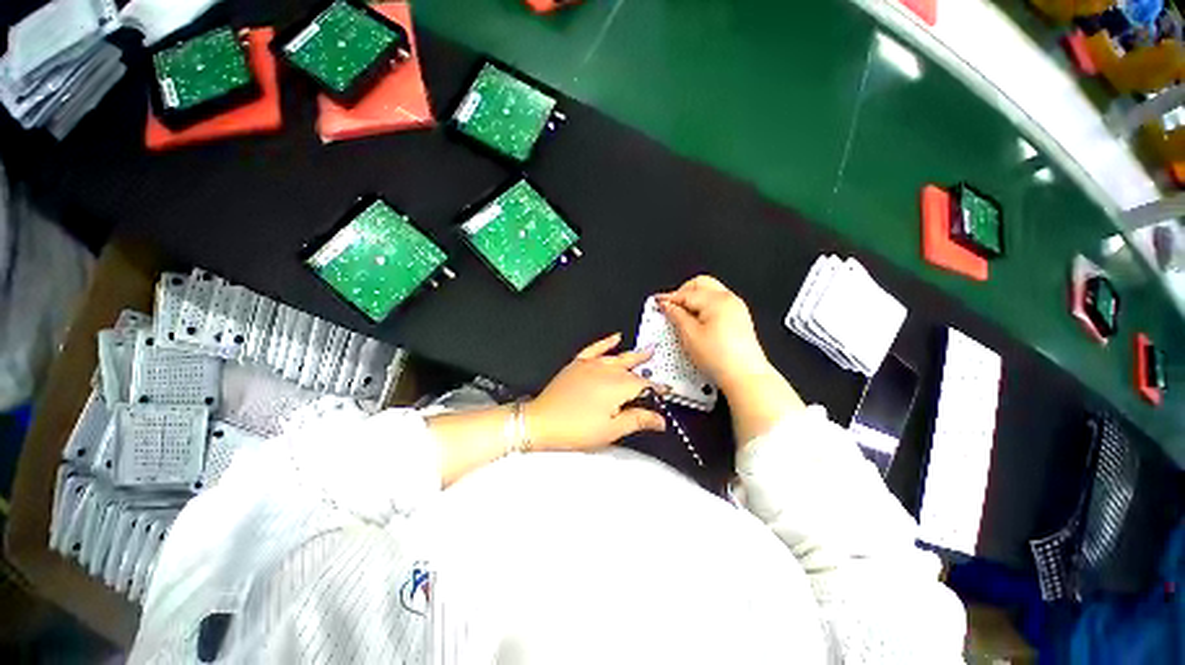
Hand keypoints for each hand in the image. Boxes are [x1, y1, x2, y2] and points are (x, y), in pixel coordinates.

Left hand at [526, 333, 665, 450]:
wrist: (542, 421)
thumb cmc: (573, 428)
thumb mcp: (611, 430)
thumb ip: (638, 420)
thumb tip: (659, 420)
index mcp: (617, 387)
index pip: (645, 385)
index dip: (657, 389)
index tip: (665, 392)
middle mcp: (607, 371)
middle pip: (633, 370)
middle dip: (647, 372)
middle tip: (658, 375)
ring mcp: (592, 365)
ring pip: (619, 357)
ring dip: (634, 354)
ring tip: (647, 350)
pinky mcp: (579, 363)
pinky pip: (596, 348)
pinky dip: (607, 342)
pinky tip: (615, 337)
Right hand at [656, 276, 772, 393]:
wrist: (745, 376)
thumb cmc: (720, 358)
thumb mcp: (690, 336)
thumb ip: (676, 315)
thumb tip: (667, 305)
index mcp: (717, 300)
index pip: (687, 293)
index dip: (669, 298)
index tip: (657, 302)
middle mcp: (729, 299)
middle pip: (701, 284)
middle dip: (683, 293)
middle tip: (670, 307)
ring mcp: (736, 308)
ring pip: (709, 293)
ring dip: (693, 300)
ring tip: (681, 317)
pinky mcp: (739, 318)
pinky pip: (717, 304)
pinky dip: (704, 308)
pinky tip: (696, 322)